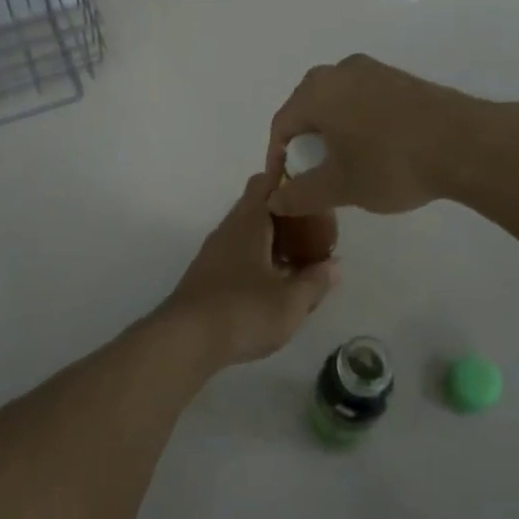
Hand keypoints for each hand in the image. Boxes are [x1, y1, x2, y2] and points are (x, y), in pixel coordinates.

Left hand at [159, 174, 337, 366]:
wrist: (185, 340)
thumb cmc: (243, 311)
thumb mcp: (291, 302)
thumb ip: (315, 282)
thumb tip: (334, 266)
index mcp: (248, 223)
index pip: (265, 182)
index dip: (287, 178)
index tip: (310, 185)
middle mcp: (228, 230)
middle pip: (256, 207)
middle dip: (285, 214)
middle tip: (314, 228)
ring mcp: (213, 253)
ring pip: (247, 233)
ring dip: (271, 239)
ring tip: (299, 258)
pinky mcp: (206, 276)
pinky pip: (237, 255)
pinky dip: (257, 259)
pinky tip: (273, 283)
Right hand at [266, 54, 518, 216]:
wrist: (467, 144)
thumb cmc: (391, 163)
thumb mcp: (340, 187)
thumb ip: (301, 194)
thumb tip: (274, 200)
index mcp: (317, 92)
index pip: (282, 125)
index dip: (277, 158)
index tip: (286, 186)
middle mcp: (340, 71)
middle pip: (307, 108)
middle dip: (305, 142)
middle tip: (313, 173)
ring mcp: (373, 70)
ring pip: (337, 101)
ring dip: (333, 131)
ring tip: (344, 163)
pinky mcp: (401, 78)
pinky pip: (363, 98)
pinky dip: (358, 122)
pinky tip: (375, 148)